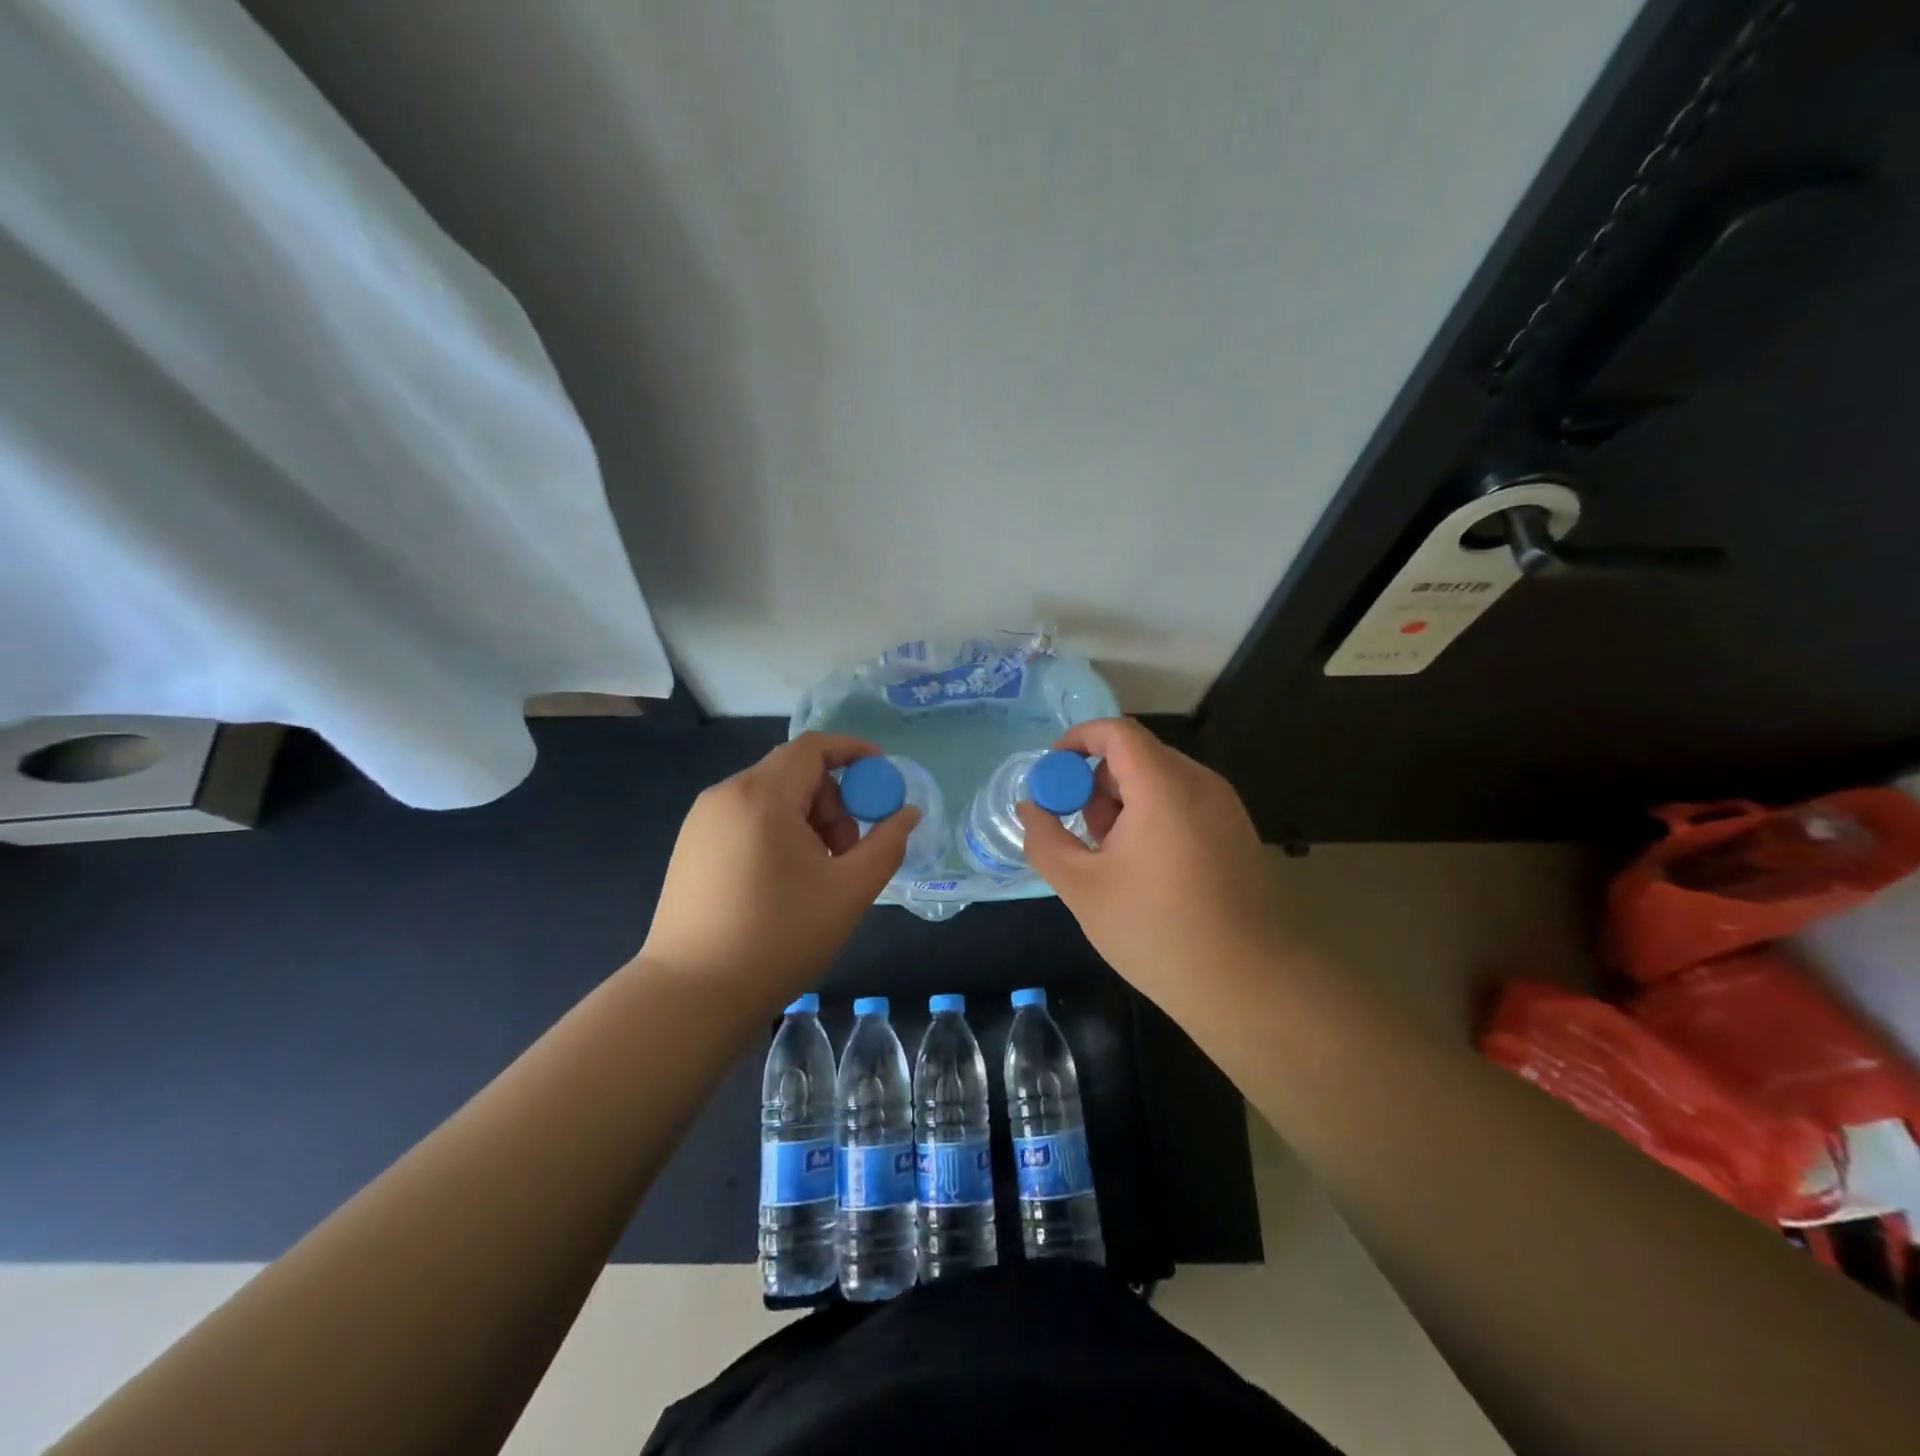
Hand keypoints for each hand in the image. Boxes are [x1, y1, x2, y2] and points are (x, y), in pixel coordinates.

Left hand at [638, 734, 917, 1005]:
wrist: (692, 996)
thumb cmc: (779, 938)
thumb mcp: (849, 891)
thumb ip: (887, 844)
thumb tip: (908, 813)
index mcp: (762, 796)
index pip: (812, 748)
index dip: (853, 752)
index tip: (881, 776)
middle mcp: (725, 795)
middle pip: (793, 772)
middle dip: (832, 801)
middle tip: (846, 850)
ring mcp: (701, 822)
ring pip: (770, 797)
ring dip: (806, 820)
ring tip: (816, 874)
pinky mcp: (690, 847)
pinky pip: (746, 818)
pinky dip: (776, 832)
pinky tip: (782, 882)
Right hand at [1017, 718, 1277, 999]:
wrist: (1248, 985)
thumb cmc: (1157, 931)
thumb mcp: (1083, 888)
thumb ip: (1046, 839)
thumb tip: (1031, 808)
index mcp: (1164, 787)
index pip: (1117, 732)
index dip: (1077, 741)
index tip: (1052, 776)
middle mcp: (1201, 784)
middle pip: (1137, 756)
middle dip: (1098, 785)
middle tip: (1084, 835)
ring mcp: (1225, 808)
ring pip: (1160, 781)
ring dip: (1125, 805)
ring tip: (1114, 862)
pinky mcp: (1237, 833)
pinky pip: (1184, 804)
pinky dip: (1154, 818)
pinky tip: (1148, 873)